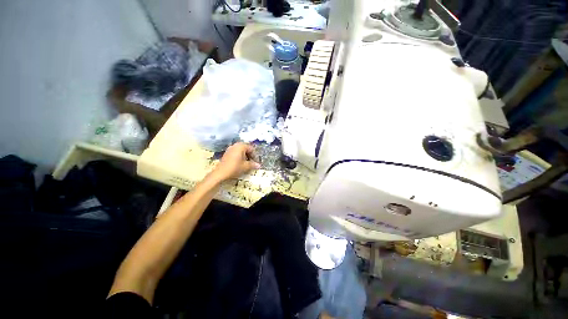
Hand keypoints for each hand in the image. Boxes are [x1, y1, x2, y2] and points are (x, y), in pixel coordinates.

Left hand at [211, 143, 260, 181]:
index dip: (254, 155)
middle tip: (252, 162)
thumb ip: (253, 164)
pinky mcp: (226, 153)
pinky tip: (240, 163)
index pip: (251, 148)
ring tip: (246, 163)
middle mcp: (235, 145)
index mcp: (241, 146)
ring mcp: (230, 149)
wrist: (220, 173)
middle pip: (245, 148)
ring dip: (245, 156)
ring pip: (240, 150)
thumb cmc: (235, 167)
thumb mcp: (246, 166)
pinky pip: (235, 153)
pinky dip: (239, 156)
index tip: (256, 162)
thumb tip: (259, 165)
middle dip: (250, 155)